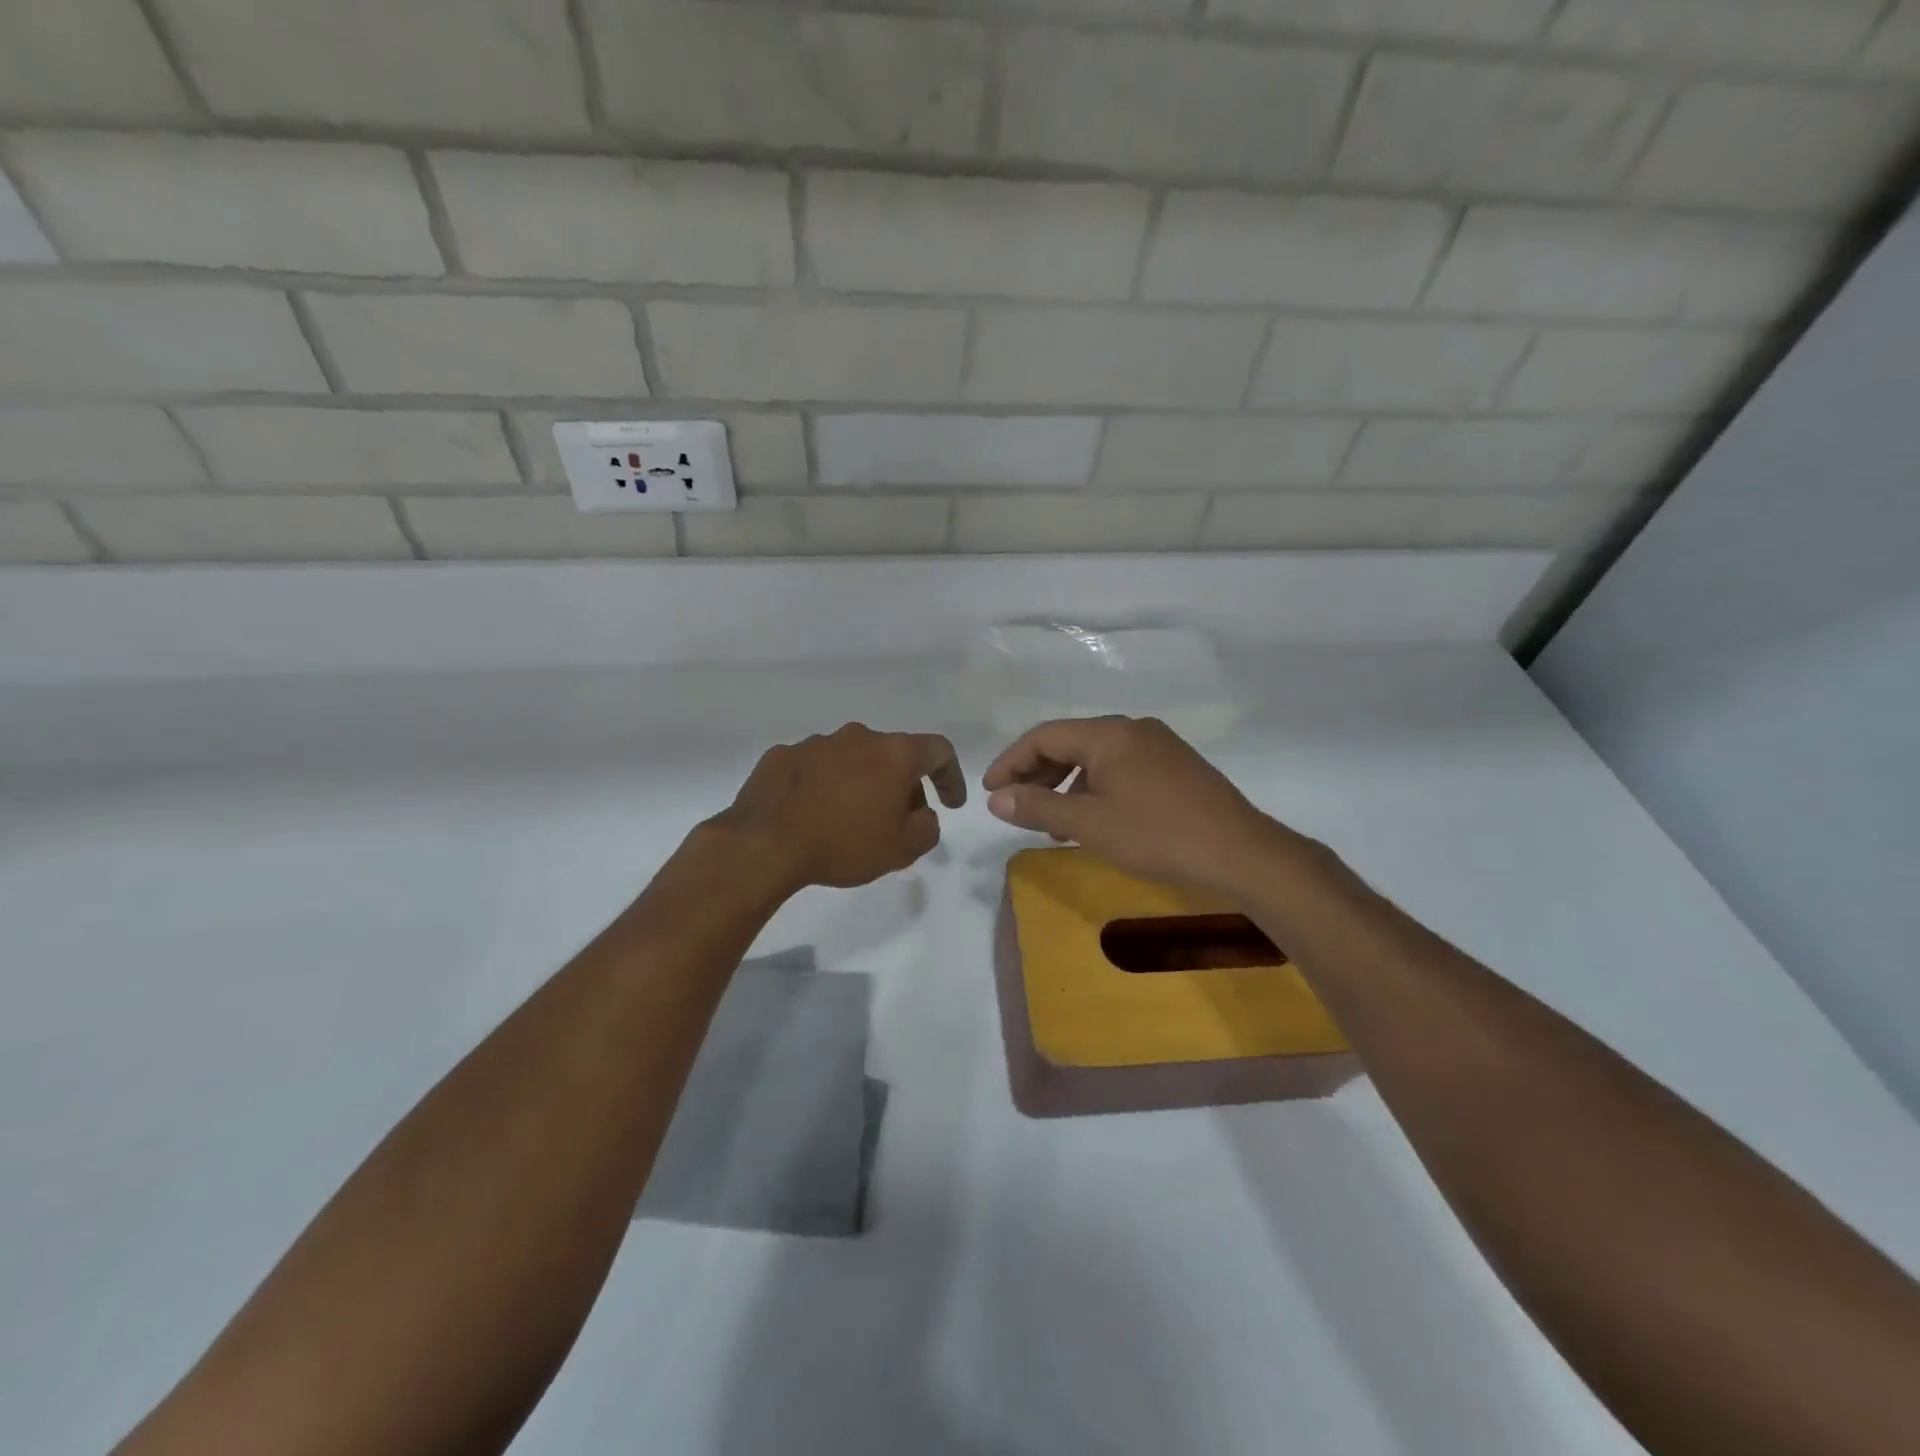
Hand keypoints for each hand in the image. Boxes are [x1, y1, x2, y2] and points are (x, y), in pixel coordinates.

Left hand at [715, 723, 965, 894]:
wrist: (764, 844)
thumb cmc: (843, 844)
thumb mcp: (902, 849)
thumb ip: (927, 828)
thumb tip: (923, 815)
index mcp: (893, 753)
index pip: (938, 750)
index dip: (951, 776)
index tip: (951, 804)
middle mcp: (857, 737)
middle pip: (893, 754)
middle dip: (903, 785)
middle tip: (898, 820)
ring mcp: (816, 743)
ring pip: (853, 758)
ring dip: (861, 782)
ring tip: (851, 819)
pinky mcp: (782, 755)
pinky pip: (816, 767)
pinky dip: (825, 785)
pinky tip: (814, 813)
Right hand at [982, 716, 1291, 893]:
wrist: (1240, 852)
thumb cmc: (1157, 834)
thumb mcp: (1089, 823)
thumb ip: (1038, 806)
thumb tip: (996, 798)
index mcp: (1109, 733)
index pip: (1044, 736)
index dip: (1011, 761)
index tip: (990, 791)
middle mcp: (1133, 729)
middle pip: (1071, 743)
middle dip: (1038, 774)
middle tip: (1016, 806)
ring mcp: (1159, 746)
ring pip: (1097, 758)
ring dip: (1067, 785)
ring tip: (1053, 822)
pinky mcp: (1177, 767)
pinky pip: (1122, 768)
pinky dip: (1096, 789)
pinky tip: (1095, 819)